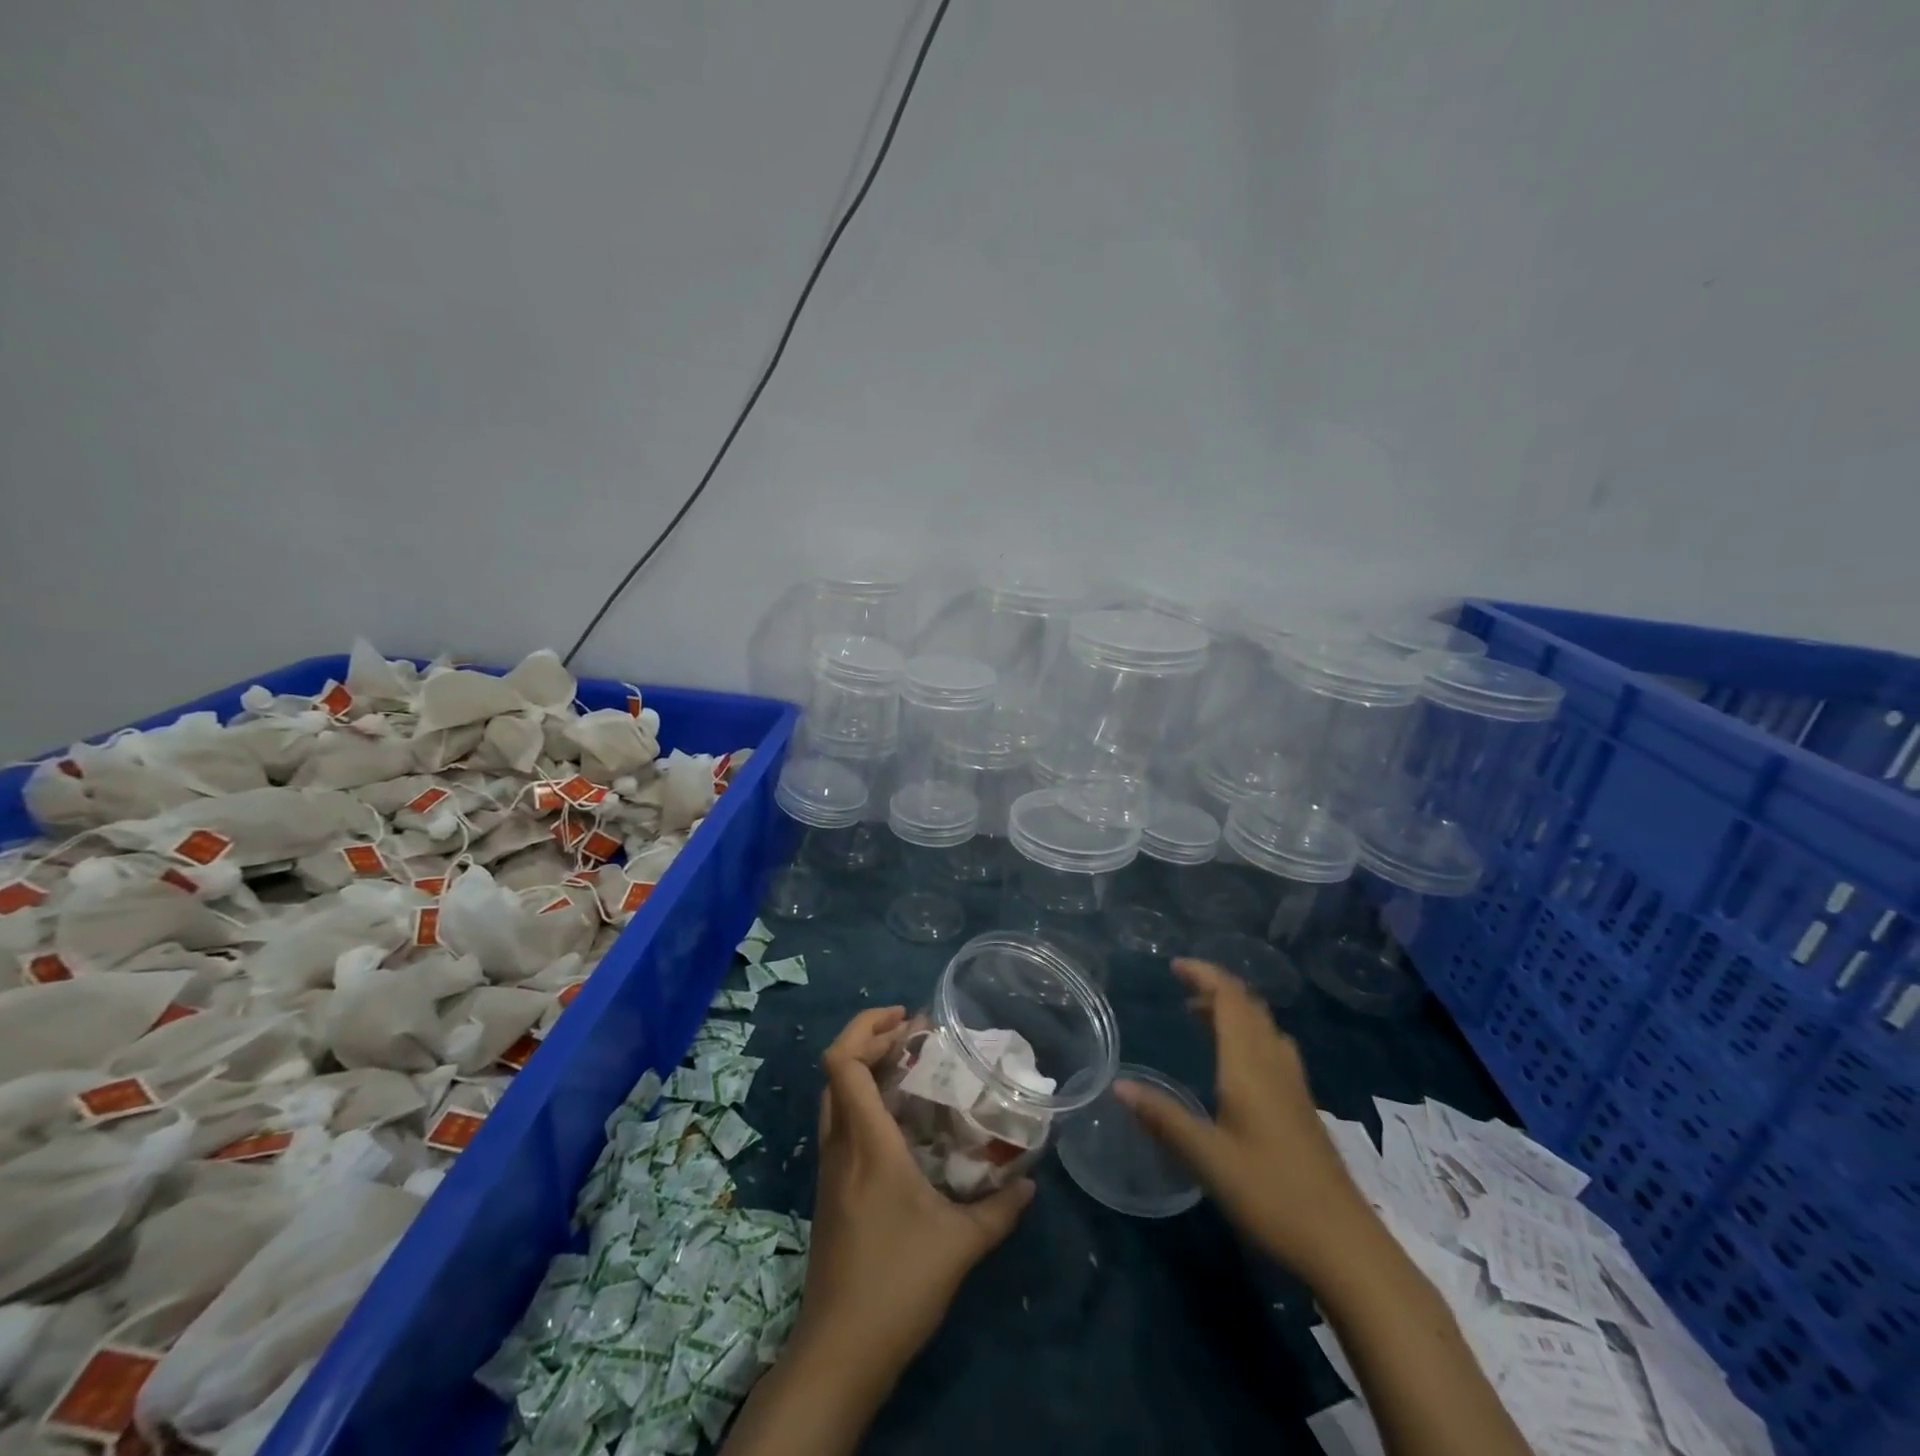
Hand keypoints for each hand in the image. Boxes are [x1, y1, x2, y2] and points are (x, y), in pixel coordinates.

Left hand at [795, 1006, 1034, 1379]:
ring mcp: (830, 1169)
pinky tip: (902, 1125)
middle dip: (871, 1040)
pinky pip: (841, 1125)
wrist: (839, 1353)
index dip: (867, 1027)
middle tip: (916, 1037)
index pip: (843, 1062)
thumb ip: (1000, 1210)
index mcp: (865, 1142)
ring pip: (836, 1097)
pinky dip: (865, 1103)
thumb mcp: (960, 1245)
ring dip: (867, 1071)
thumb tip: (1030, 1181)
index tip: (907, 1019)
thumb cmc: (897, 1285)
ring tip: (912, 1069)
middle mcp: (840, 1145)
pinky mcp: (831, 1191)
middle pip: (837, 1070)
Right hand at [1115, 958, 1369, 1273]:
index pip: (1230, 999)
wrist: (1345, 1246)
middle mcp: (1275, 1065)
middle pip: (1250, 1007)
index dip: (1205, 974)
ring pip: (1265, 1028)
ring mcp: (1295, 1087)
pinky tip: (1238, 1066)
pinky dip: (1250, 1036)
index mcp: (1249, 1067)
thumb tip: (1119, 1085)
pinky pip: (1275, 1049)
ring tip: (1203, 1020)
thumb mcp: (1207, 1159)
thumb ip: (1163, 1118)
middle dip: (1217, 989)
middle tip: (1183, 992)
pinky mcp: (1303, 1108)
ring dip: (1235, 1012)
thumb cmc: (1271, 1195)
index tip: (1174, 966)